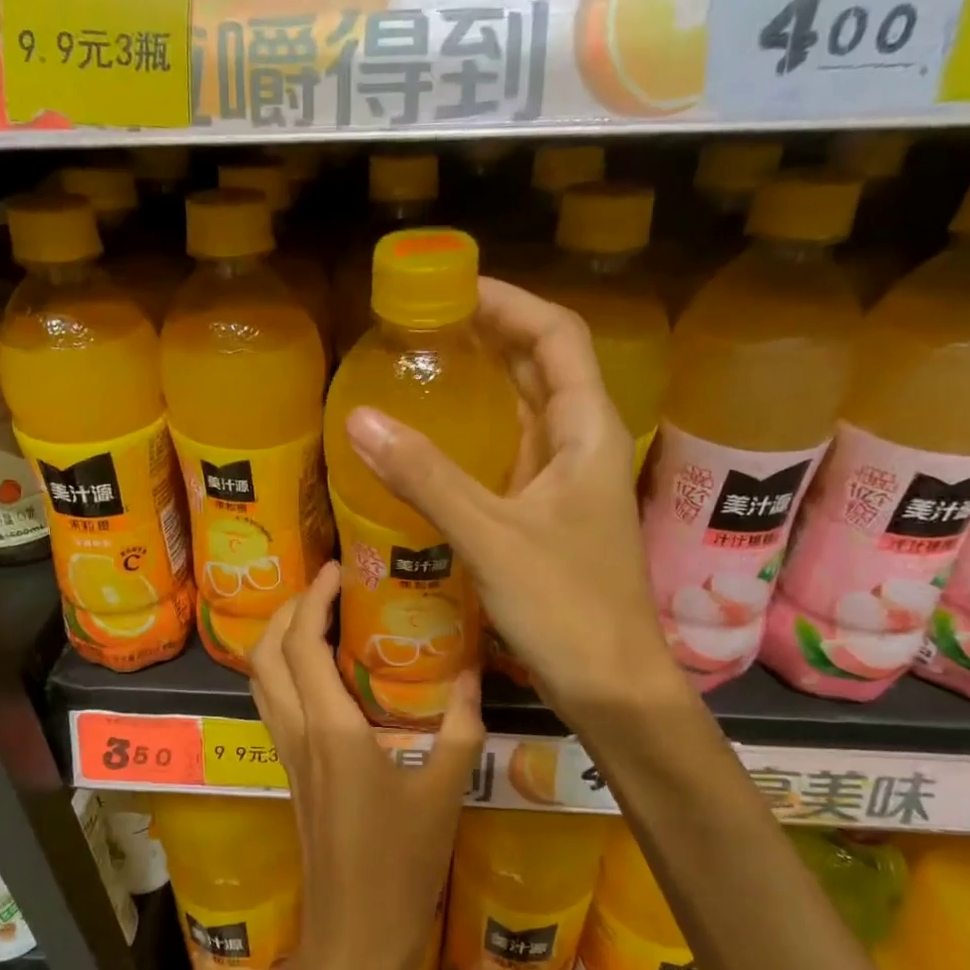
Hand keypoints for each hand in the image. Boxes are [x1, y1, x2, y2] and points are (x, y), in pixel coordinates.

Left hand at [248, 562, 482, 969]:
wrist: (354, 939)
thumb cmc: (401, 867)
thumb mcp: (446, 793)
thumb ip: (460, 727)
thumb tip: (473, 671)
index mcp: (331, 730)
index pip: (302, 644)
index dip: (313, 598)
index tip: (337, 568)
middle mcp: (297, 732)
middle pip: (265, 653)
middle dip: (288, 609)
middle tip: (327, 586)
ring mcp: (287, 754)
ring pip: (260, 679)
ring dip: (278, 638)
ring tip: (320, 617)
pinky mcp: (291, 772)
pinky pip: (273, 704)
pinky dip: (284, 671)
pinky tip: (323, 673)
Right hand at [342, 277, 674, 722]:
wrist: (611, 685)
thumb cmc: (566, 606)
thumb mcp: (490, 535)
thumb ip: (426, 477)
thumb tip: (359, 418)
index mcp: (586, 431)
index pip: (556, 336)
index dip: (509, 301)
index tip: (452, 284)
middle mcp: (581, 446)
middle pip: (540, 367)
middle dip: (489, 335)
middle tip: (424, 322)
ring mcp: (565, 483)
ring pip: (523, 413)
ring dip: (482, 384)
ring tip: (423, 366)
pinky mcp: (547, 516)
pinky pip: (508, 458)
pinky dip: (475, 438)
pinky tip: (434, 443)